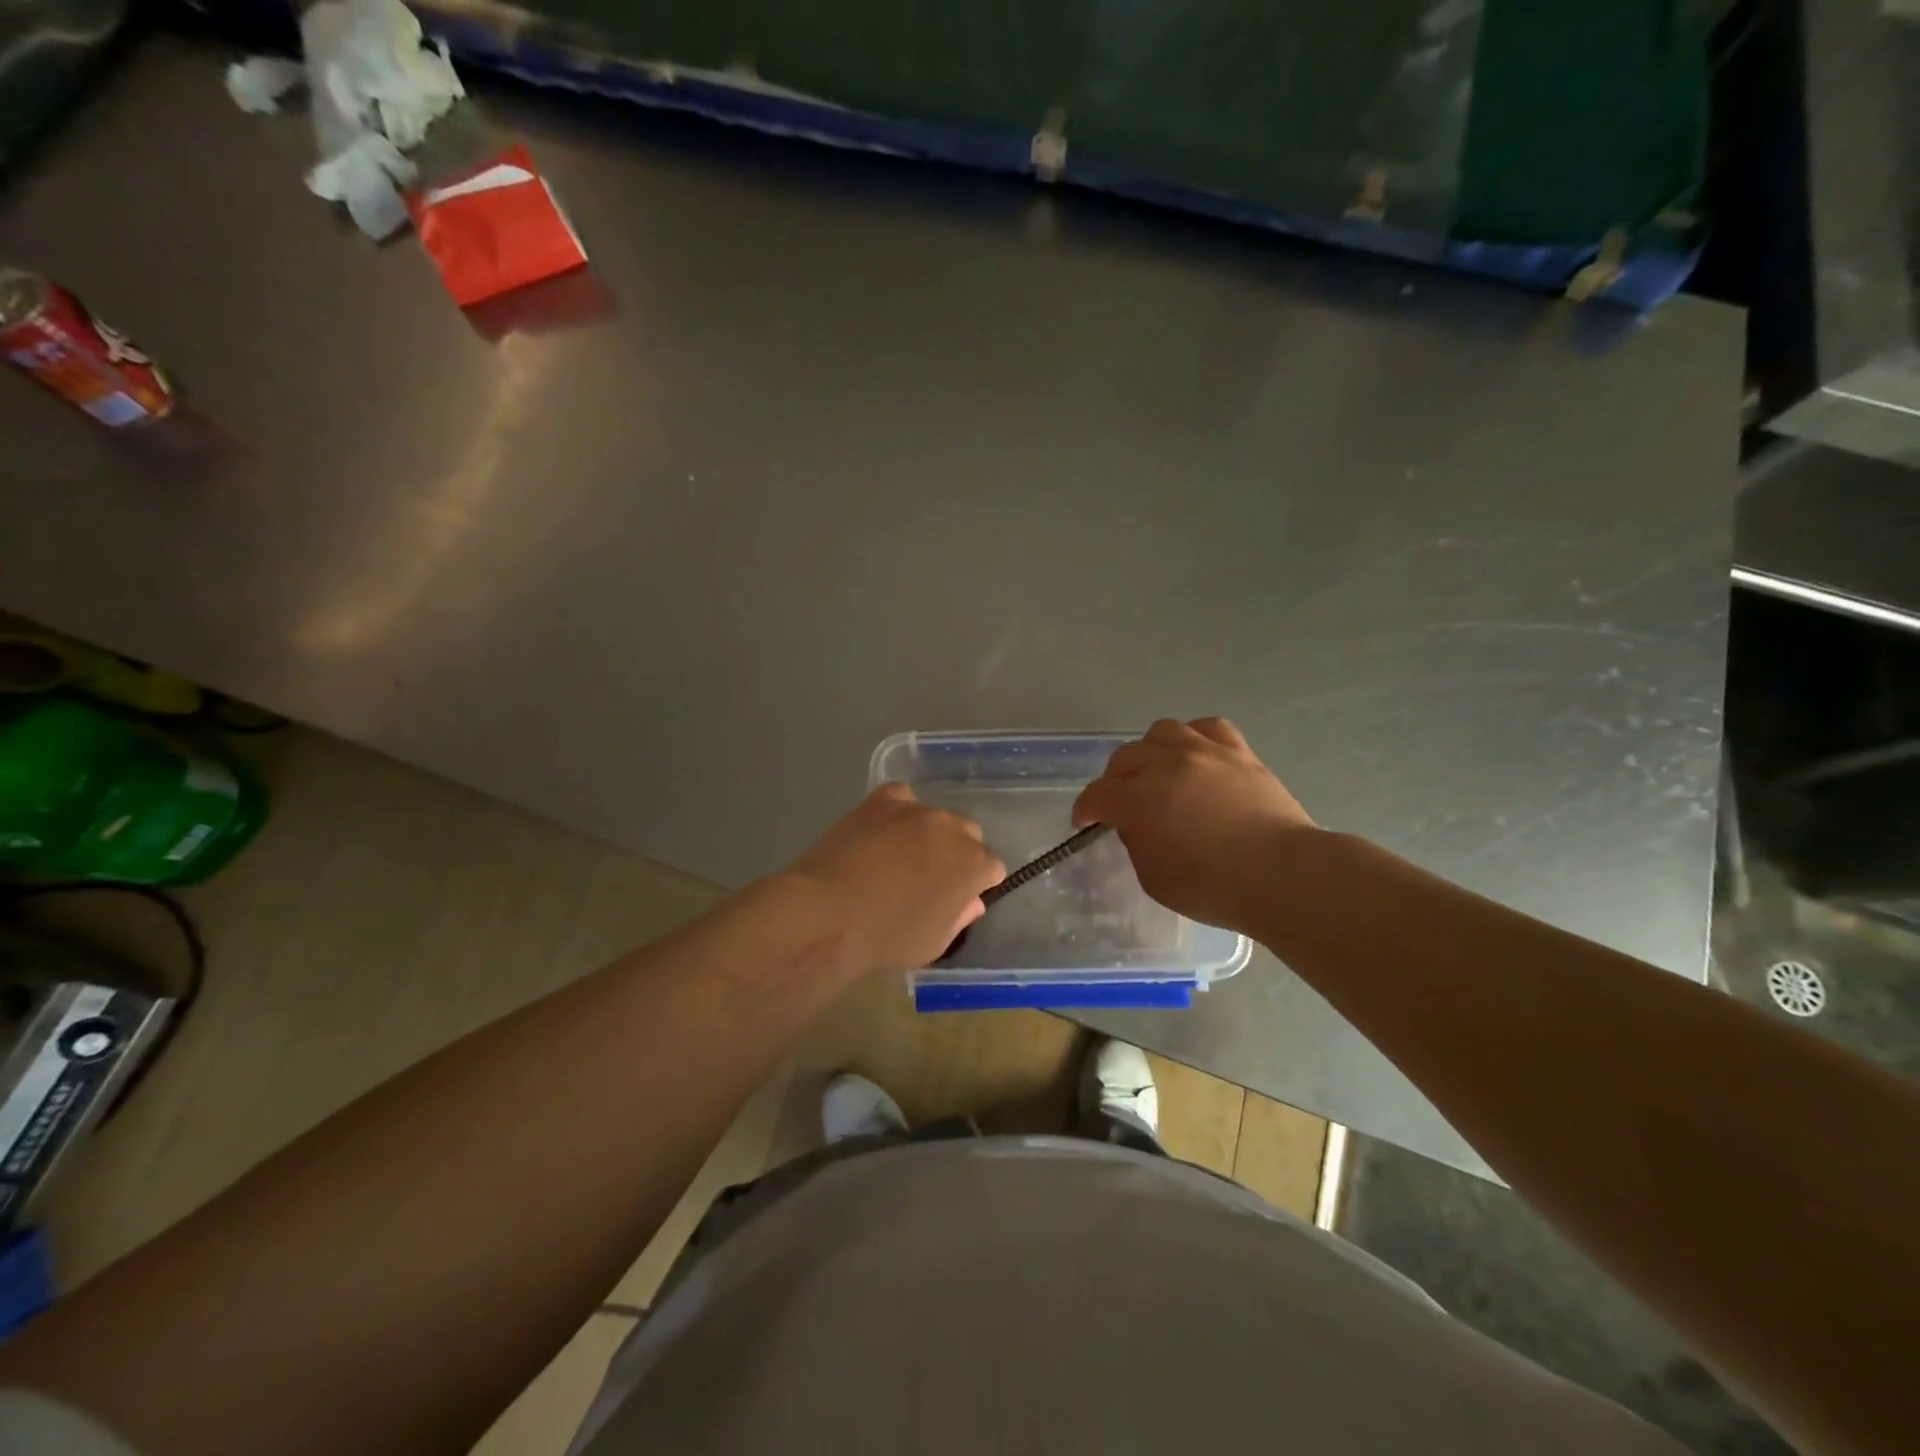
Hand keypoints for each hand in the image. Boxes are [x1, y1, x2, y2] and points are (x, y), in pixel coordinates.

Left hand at [786, 784, 1005, 976]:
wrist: (828, 914)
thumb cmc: (886, 938)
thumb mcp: (935, 944)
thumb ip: (960, 917)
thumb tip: (970, 900)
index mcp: (975, 864)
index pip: (991, 868)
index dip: (975, 885)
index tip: (955, 899)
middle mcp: (953, 828)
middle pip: (968, 834)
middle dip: (956, 853)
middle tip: (929, 878)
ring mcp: (917, 809)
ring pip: (936, 816)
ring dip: (928, 833)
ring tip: (900, 855)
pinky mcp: (882, 800)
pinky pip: (902, 798)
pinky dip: (899, 812)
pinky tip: (882, 830)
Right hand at [1073, 718, 1314, 934]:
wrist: (1282, 875)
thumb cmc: (1213, 887)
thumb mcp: (1154, 878)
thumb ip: (1136, 844)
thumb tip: (1136, 824)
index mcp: (1137, 799)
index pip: (1096, 795)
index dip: (1085, 810)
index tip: (1085, 824)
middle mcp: (1165, 765)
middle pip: (1124, 758)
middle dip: (1114, 781)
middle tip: (1123, 803)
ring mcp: (1204, 752)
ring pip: (1162, 732)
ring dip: (1151, 752)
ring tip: (1159, 772)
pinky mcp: (1239, 752)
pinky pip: (1209, 727)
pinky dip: (1195, 738)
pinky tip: (1197, 756)